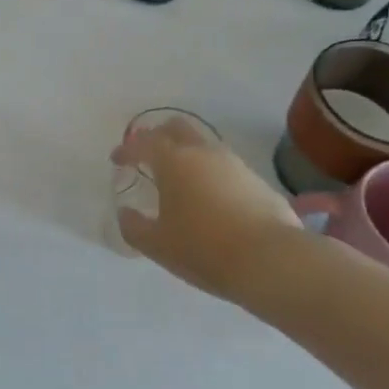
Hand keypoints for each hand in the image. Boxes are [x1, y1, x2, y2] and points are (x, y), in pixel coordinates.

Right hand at [112, 119, 300, 295]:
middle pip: (177, 127)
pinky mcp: (258, 181)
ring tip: (179, 180)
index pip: (143, 142)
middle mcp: (204, 153)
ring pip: (204, 146)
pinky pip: (225, 167)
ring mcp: (235, 164)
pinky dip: (210, 174)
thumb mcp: (157, 245)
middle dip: (158, 136)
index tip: (117, 161)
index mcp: (173, 161)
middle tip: (148, 155)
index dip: (126, 150)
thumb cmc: (204, 248)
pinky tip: (209, 199)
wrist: (272, 261)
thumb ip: (133, 226)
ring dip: (187, 155)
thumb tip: (126, 213)